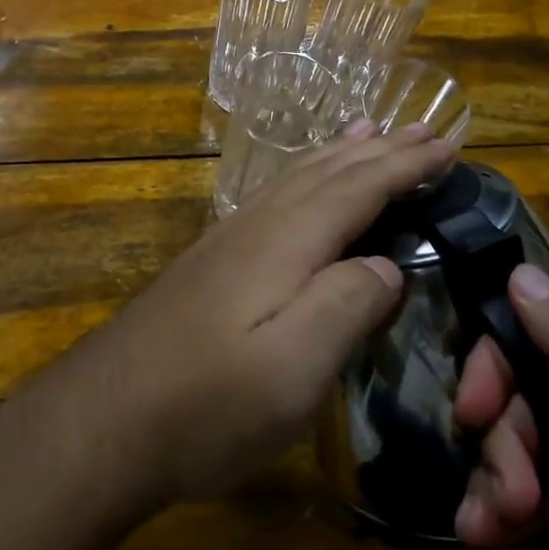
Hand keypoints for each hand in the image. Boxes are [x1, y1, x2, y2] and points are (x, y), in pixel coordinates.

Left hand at [80, 123, 455, 506]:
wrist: (101, 422)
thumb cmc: (205, 405)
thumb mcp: (291, 369)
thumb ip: (345, 305)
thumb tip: (388, 265)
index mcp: (285, 243)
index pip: (357, 187)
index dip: (403, 164)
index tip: (447, 144)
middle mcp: (255, 227)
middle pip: (326, 173)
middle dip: (377, 149)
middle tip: (421, 127)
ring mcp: (225, 243)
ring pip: (293, 180)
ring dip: (337, 155)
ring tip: (365, 132)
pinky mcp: (208, 266)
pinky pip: (271, 200)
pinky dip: (301, 180)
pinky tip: (299, 191)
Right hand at [453, 269, 548, 549]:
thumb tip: (518, 269)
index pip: (543, 325)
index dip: (497, 366)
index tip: (468, 414)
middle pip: (535, 386)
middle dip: (505, 439)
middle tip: (501, 496)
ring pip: (537, 435)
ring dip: (503, 477)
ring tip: (490, 526)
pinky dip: (521, 502)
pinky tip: (497, 532)